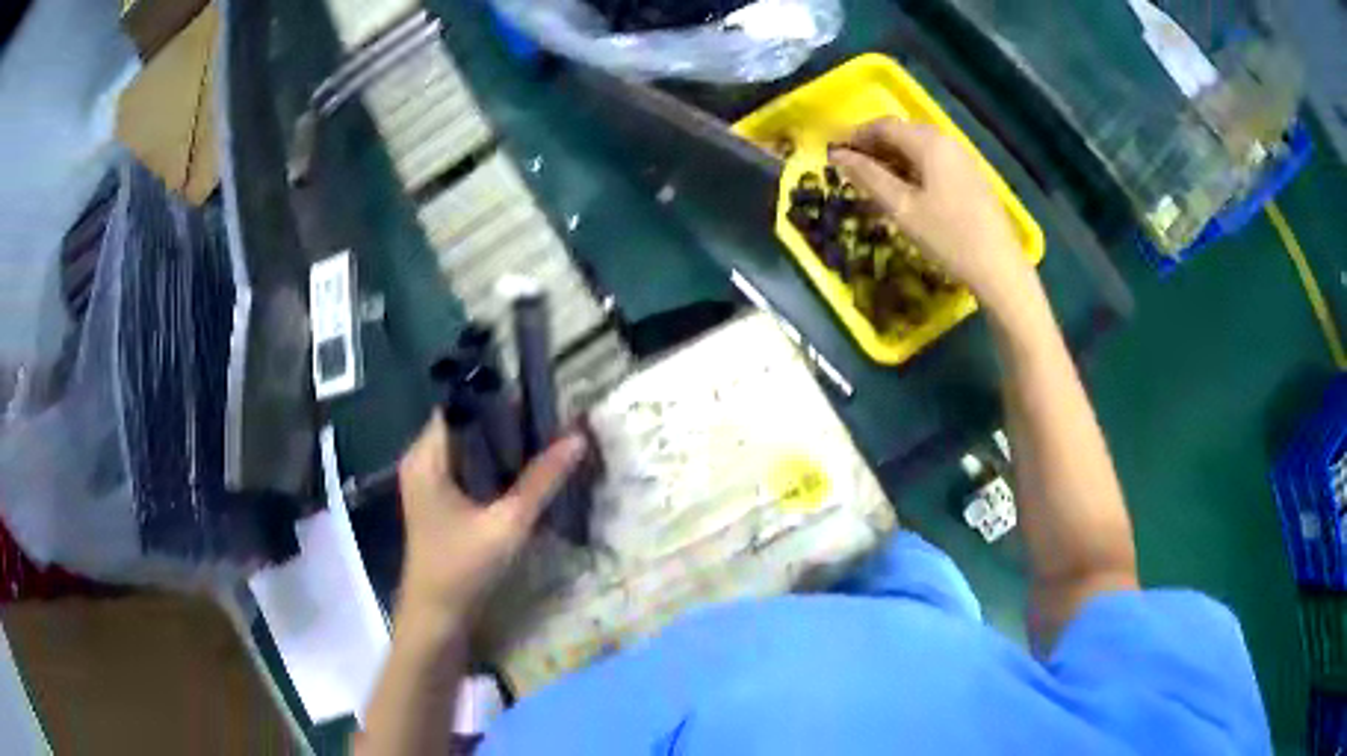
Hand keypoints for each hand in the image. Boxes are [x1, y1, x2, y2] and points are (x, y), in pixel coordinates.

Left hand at [396, 411, 585, 630]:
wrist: (436, 617)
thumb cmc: (463, 568)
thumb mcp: (507, 524)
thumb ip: (541, 480)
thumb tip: (578, 437)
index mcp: (427, 457)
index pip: (462, 406)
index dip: (500, 398)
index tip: (541, 398)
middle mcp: (422, 461)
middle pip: (468, 425)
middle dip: (509, 423)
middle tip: (554, 423)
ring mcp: (429, 481)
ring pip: (471, 448)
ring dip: (505, 447)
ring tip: (548, 443)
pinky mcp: (439, 501)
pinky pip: (470, 469)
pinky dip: (495, 468)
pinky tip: (526, 474)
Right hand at [830, 118, 1031, 309]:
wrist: (999, 268)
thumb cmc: (947, 237)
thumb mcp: (902, 208)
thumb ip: (868, 177)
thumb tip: (838, 155)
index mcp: (929, 143)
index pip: (884, 125)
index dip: (856, 136)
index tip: (836, 157)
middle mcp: (947, 142)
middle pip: (902, 133)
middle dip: (874, 147)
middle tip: (854, 172)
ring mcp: (962, 159)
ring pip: (919, 147)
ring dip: (893, 159)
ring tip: (877, 184)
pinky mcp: (971, 177)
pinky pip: (934, 161)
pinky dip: (913, 168)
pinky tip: (907, 193)